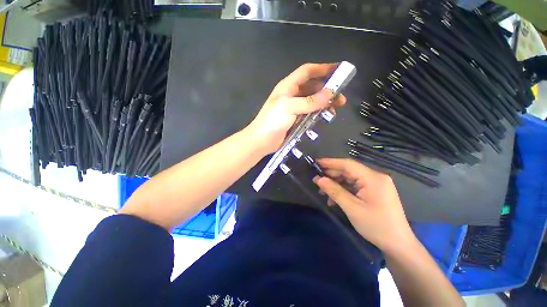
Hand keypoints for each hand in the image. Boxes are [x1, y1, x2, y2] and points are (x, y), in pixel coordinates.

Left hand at [246, 63, 346, 153]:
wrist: (261, 141)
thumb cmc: (272, 121)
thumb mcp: (290, 107)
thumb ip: (310, 101)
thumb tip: (330, 93)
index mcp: (288, 86)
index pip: (307, 71)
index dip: (323, 68)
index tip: (339, 70)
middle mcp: (292, 95)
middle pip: (313, 87)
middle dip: (327, 90)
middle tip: (341, 98)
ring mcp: (294, 108)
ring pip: (312, 101)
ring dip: (324, 103)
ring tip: (336, 109)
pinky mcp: (295, 119)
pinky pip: (310, 113)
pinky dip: (318, 113)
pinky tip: (324, 117)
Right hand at [313, 158, 415, 252]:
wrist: (398, 244)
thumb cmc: (376, 226)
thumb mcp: (352, 208)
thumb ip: (334, 191)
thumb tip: (318, 179)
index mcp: (373, 178)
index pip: (348, 164)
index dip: (330, 162)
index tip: (316, 163)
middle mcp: (375, 177)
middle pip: (348, 170)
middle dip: (331, 175)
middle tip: (316, 181)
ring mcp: (375, 184)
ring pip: (350, 178)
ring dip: (336, 184)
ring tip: (323, 192)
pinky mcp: (374, 190)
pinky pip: (355, 186)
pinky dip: (343, 190)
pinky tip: (334, 199)